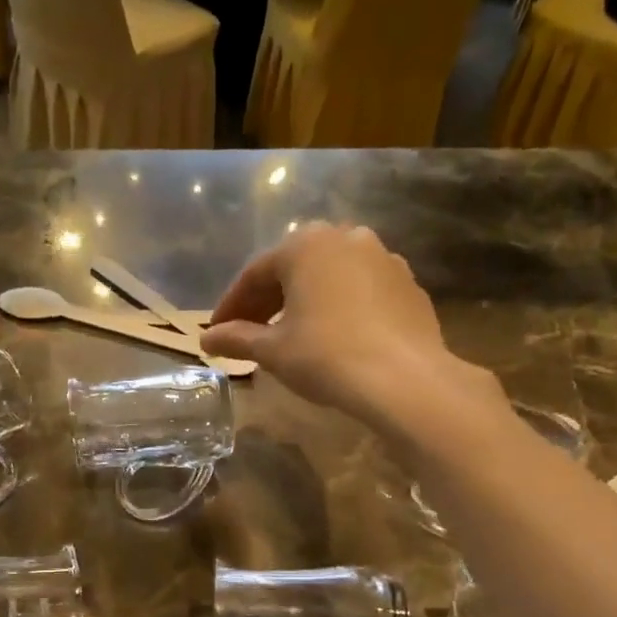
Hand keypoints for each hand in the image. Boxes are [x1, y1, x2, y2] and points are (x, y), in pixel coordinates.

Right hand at [201, 223, 482, 420]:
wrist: (403, 379)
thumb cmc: (325, 356)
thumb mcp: (272, 350)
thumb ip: (237, 339)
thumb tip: (207, 340)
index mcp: (305, 245)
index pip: (255, 274)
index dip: (231, 307)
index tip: (217, 332)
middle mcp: (345, 238)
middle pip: (294, 270)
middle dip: (267, 302)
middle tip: (249, 335)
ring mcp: (383, 258)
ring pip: (330, 278)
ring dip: (305, 302)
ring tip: (292, 335)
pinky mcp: (409, 285)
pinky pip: (362, 292)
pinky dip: (341, 309)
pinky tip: (335, 337)